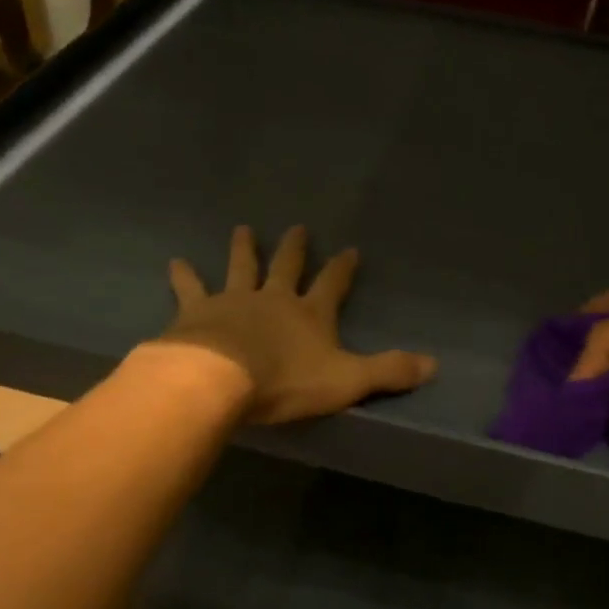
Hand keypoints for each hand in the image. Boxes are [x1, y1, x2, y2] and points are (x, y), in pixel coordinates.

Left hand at [160, 225, 435, 423]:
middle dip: (295, 249)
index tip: (350, 249)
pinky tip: (175, 261)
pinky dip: (184, 276)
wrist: (219, 379)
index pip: (333, 284)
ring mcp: (233, 301)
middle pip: (287, 267)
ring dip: (244, 249)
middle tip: (297, 227)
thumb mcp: (348, 381)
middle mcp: (274, 299)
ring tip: (243, 229)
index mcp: (310, 314)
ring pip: (241, 268)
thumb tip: (434, 364)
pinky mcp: (197, 312)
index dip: (342, 268)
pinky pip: (191, 289)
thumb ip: (389, 372)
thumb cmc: (286, 381)